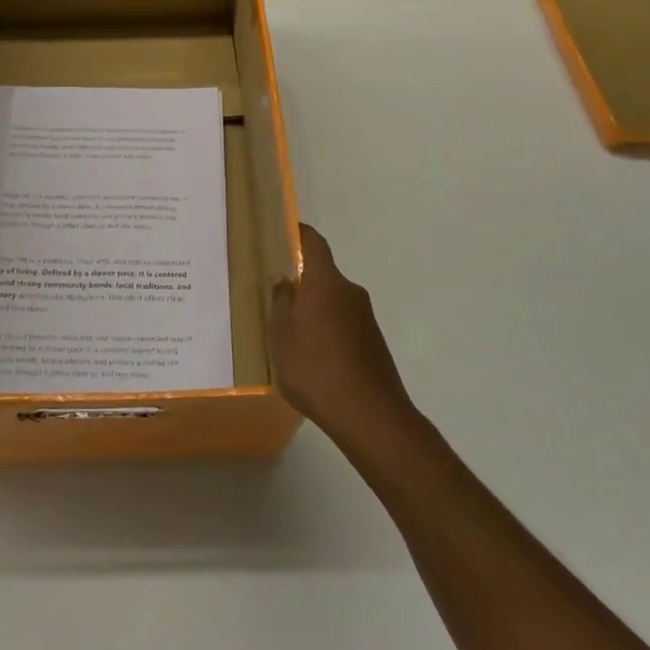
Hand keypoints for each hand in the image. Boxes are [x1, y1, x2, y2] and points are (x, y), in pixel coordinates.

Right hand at [268, 224, 415, 447]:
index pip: (314, 243)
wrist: (371, 416)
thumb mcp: (281, 336)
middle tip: (276, 296)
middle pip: (323, 275)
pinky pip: (344, 325)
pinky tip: (314, 359)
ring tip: (291, 334)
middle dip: (302, 282)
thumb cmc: (315, 369)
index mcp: (325, 282)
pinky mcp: (374, 343)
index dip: (299, 234)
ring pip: (333, 302)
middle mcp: (350, 292)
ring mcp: (365, 318)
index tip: (283, 232)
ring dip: (315, 311)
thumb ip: (280, 303)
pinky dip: (328, 332)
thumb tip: (283, 278)